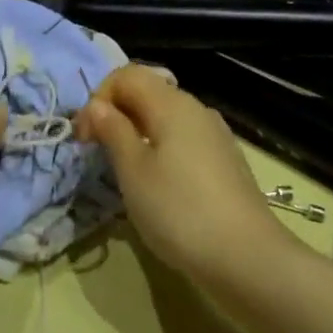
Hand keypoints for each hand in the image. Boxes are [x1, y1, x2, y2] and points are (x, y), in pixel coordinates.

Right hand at [74, 65, 290, 285]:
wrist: (248, 257)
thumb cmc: (180, 211)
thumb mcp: (134, 171)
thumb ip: (113, 131)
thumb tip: (97, 105)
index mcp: (171, 103)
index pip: (126, 75)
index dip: (98, 98)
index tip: (84, 137)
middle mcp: (195, 108)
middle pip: (148, 91)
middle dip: (117, 113)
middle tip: (98, 151)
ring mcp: (214, 133)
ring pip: (166, 116)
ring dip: (138, 131)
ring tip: (125, 169)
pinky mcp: (225, 159)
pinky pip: (184, 138)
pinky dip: (162, 147)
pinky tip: (160, 183)